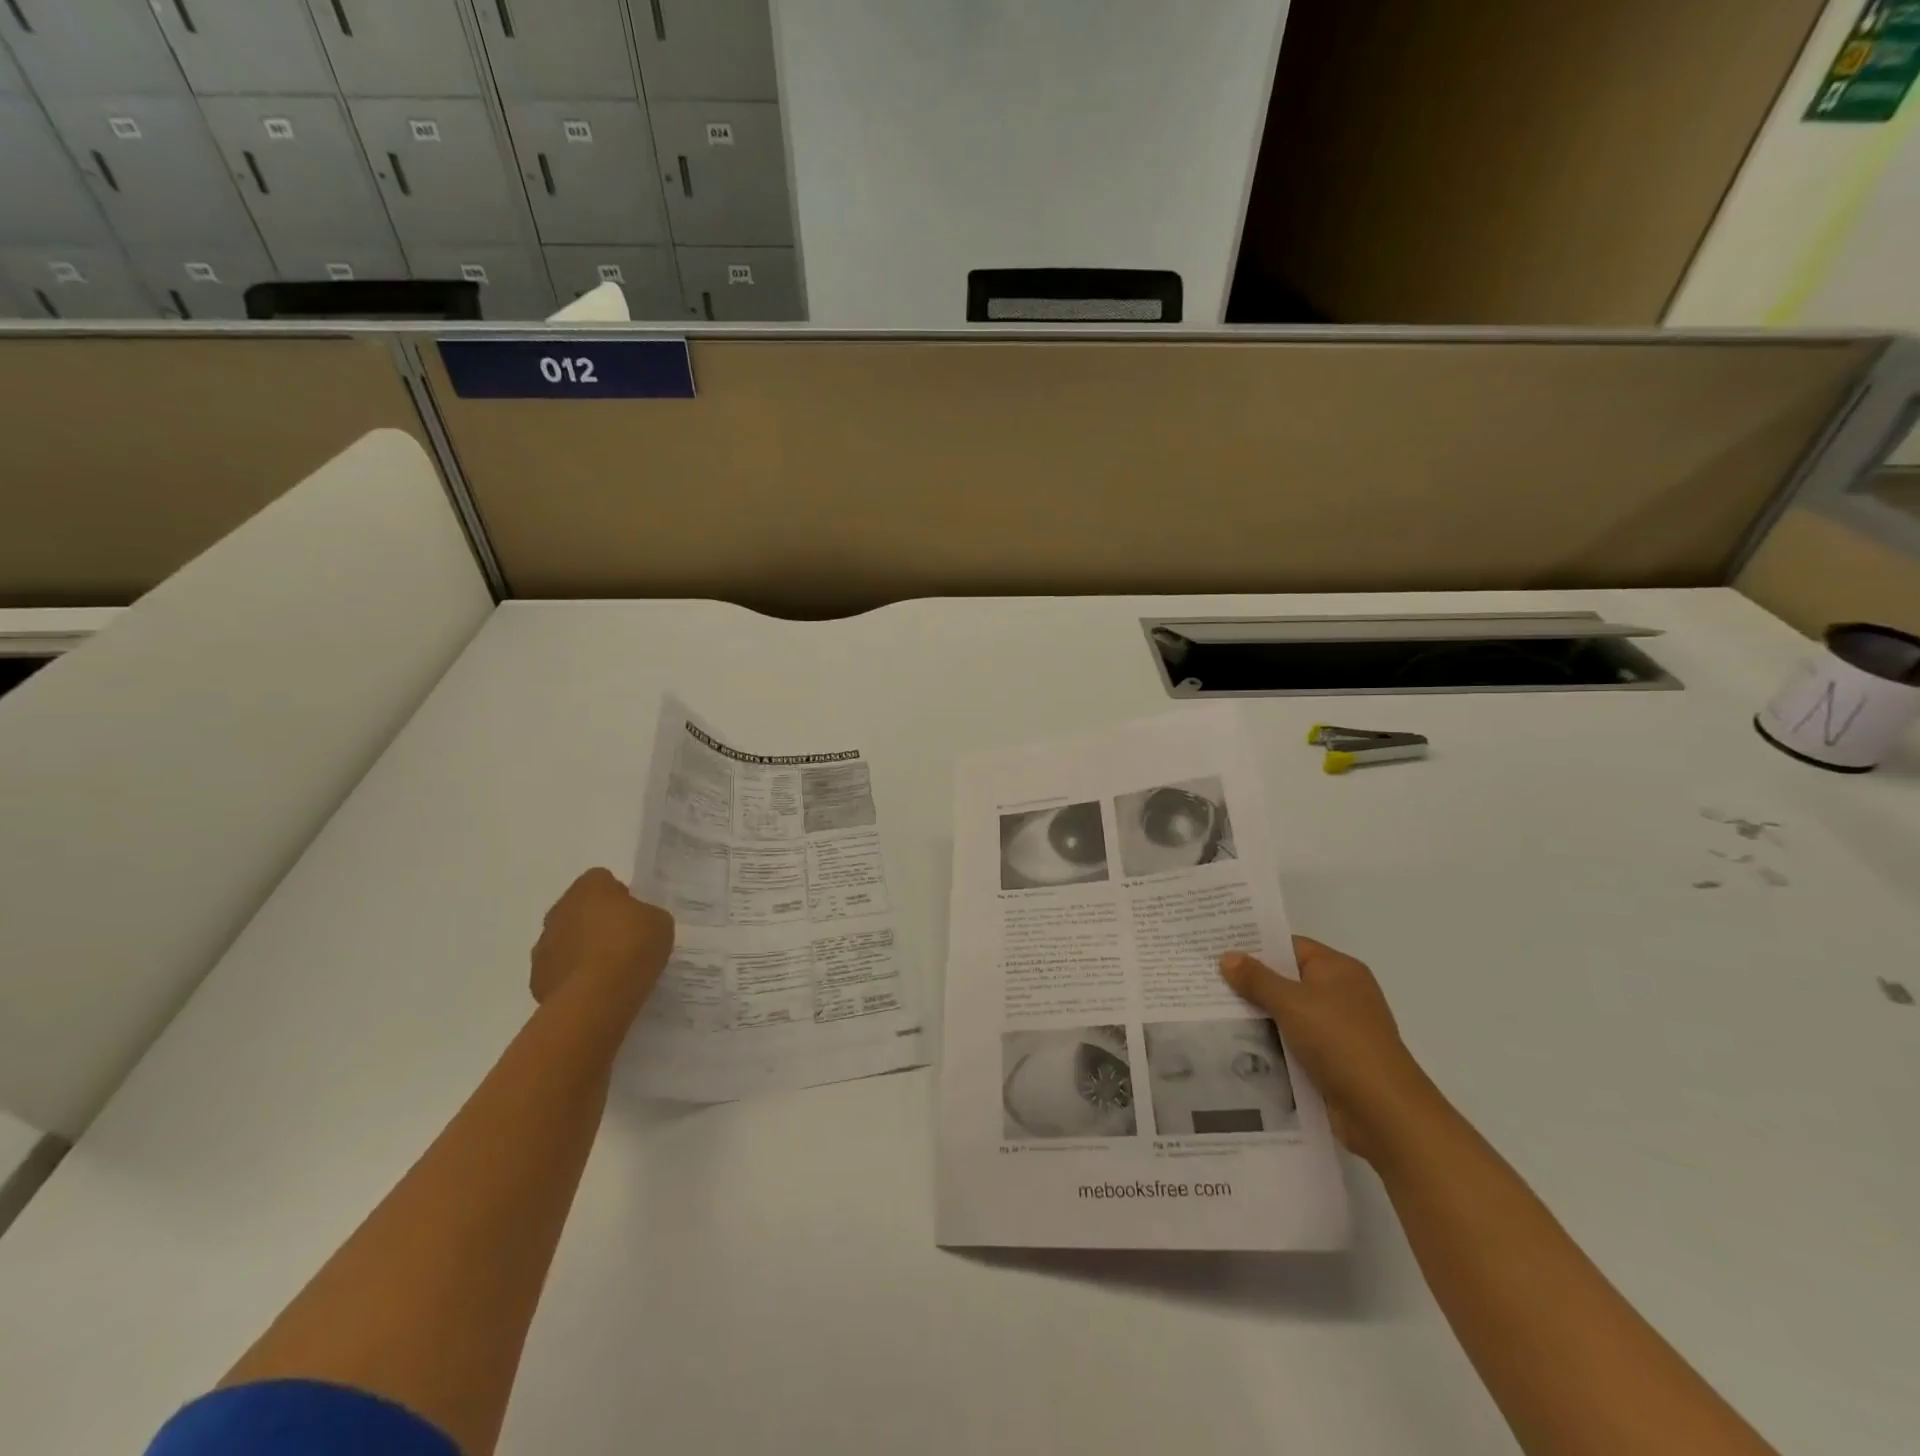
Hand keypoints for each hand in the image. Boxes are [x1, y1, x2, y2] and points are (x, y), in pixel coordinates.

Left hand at [530, 868, 674, 1018]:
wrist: (596, 998)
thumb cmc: (632, 948)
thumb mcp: (660, 921)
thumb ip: (646, 914)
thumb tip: (636, 921)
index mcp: (589, 888)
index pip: (601, 879)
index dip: (619, 895)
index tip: (634, 914)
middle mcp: (559, 910)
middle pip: (579, 908)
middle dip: (596, 920)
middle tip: (624, 940)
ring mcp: (543, 946)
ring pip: (565, 939)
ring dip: (582, 948)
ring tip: (609, 970)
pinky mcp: (537, 979)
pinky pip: (559, 970)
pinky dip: (573, 976)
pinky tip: (595, 989)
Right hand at [1219, 937, 1432, 1161]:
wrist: (1384, 1113)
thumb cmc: (1341, 1042)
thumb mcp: (1292, 1003)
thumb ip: (1257, 979)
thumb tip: (1227, 957)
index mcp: (1338, 970)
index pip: (1289, 946)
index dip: (1254, 945)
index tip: (1216, 947)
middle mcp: (1339, 994)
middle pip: (1285, 980)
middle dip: (1249, 982)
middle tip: (1205, 978)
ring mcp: (1336, 1030)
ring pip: (1285, 1014)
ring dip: (1256, 1016)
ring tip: (1208, 1010)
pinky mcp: (1331, 1061)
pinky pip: (1291, 1043)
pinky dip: (1268, 1043)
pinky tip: (1234, 1044)